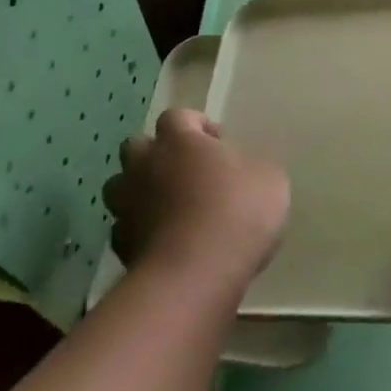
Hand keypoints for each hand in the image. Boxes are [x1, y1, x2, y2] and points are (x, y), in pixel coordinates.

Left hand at [103, 109, 288, 298]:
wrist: (196, 273)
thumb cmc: (237, 212)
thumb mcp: (269, 180)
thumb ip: (251, 167)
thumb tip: (241, 170)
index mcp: (179, 140)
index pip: (177, 116)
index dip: (195, 124)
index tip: (216, 141)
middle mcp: (144, 165)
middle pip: (136, 146)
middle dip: (156, 154)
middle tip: (184, 171)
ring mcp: (127, 205)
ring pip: (120, 187)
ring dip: (139, 191)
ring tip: (167, 207)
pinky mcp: (121, 245)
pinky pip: (124, 229)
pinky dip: (139, 232)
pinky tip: (161, 244)